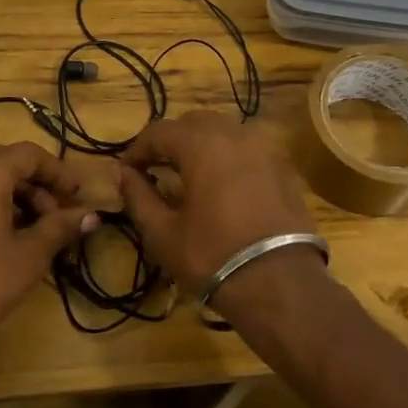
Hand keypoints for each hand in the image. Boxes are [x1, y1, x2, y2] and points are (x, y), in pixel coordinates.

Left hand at [0, 143, 97, 346]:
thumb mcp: (30, 255)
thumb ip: (61, 227)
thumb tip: (92, 215)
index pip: (28, 154)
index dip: (58, 171)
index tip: (79, 194)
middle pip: (4, 165)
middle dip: (37, 186)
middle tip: (59, 216)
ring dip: (14, 199)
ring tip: (35, 233)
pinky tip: (2, 243)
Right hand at [117, 111, 317, 301]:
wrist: (280, 283)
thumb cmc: (212, 256)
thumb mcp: (163, 233)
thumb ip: (138, 197)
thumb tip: (124, 175)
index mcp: (202, 144)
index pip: (159, 131)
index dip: (138, 149)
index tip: (127, 172)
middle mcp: (236, 135)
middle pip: (194, 124)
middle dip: (171, 142)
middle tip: (155, 169)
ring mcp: (265, 149)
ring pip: (224, 133)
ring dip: (201, 147)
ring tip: (187, 176)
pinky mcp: (283, 169)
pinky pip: (248, 151)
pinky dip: (228, 158)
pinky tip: (221, 186)